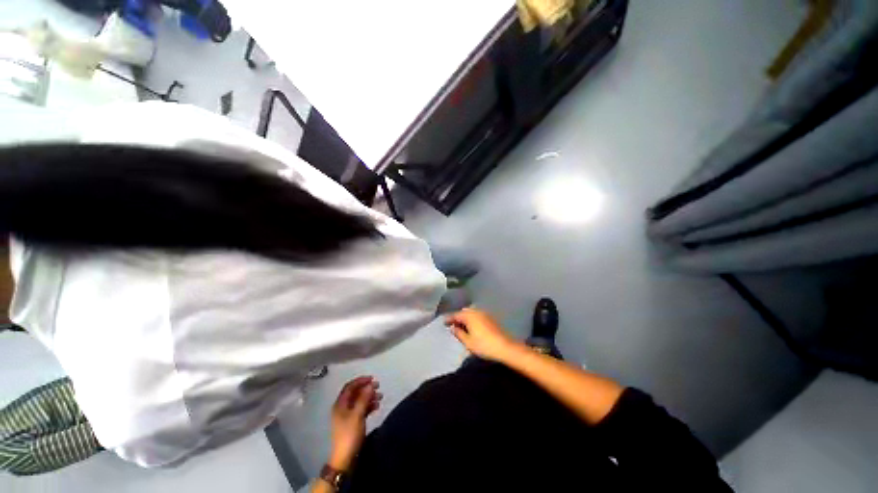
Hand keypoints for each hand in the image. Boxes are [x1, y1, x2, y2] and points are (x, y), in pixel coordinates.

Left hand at [328, 376, 381, 469]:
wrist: (345, 458)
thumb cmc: (350, 434)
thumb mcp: (358, 415)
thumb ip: (364, 398)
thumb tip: (370, 385)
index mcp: (340, 404)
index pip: (350, 386)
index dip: (360, 380)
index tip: (372, 379)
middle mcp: (342, 407)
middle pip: (355, 393)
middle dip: (366, 388)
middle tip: (378, 386)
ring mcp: (347, 415)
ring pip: (359, 401)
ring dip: (369, 397)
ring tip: (380, 397)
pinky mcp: (352, 422)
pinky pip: (361, 409)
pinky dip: (369, 406)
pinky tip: (377, 407)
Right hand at [445, 308, 520, 361]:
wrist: (505, 347)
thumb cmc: (484, 345)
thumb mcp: (468, 342)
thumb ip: (459, 333)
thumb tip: (452, 328)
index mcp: (469, 316)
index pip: (456, 315)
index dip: (449, 319)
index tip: (444, 323)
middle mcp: (476, 311)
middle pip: (464, 312)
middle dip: (458, 317)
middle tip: (452, 325)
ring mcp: (484, 314)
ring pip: (471, 313)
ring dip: (465, 318)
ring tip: (462, 326)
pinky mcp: (490, 318)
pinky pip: (477, 315)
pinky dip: (472, 319)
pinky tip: (472, 327)